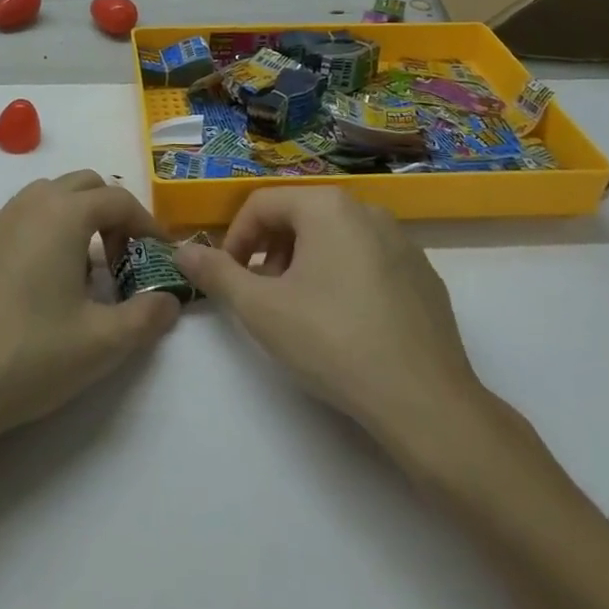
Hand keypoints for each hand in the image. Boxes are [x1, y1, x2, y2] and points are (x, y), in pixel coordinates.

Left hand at [0, 171, 179, 453]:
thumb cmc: (32, 357)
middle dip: (111, 213)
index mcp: (63, 214)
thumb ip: (147, 317)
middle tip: (124, 259)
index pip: (119, 199)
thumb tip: (170, 300)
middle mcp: (29, 203)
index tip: (160, 255)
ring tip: (84, 270)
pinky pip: (18, 218)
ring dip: (75, 218)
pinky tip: (38, 277)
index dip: (146, 224)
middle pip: (84, 185)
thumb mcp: (103, 343)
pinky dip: (40, 231)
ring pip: (48, 197)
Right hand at [175, 188, 486, 459]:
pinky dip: (344, 278)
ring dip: (304, 265)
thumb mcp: (261, 309)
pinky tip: (345, 325)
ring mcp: (402, 241)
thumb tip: (181, 250)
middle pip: (299, 217)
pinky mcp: (424, 274)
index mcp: (327, 206)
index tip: (229, 279)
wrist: (427, 403)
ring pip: (334, 238)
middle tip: (262, 297)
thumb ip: (216, 274)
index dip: (235, 239)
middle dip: (270, 252)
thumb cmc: (333, 342)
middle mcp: (366, 209)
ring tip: (299, 312)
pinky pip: (368, 260)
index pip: (262, 205)